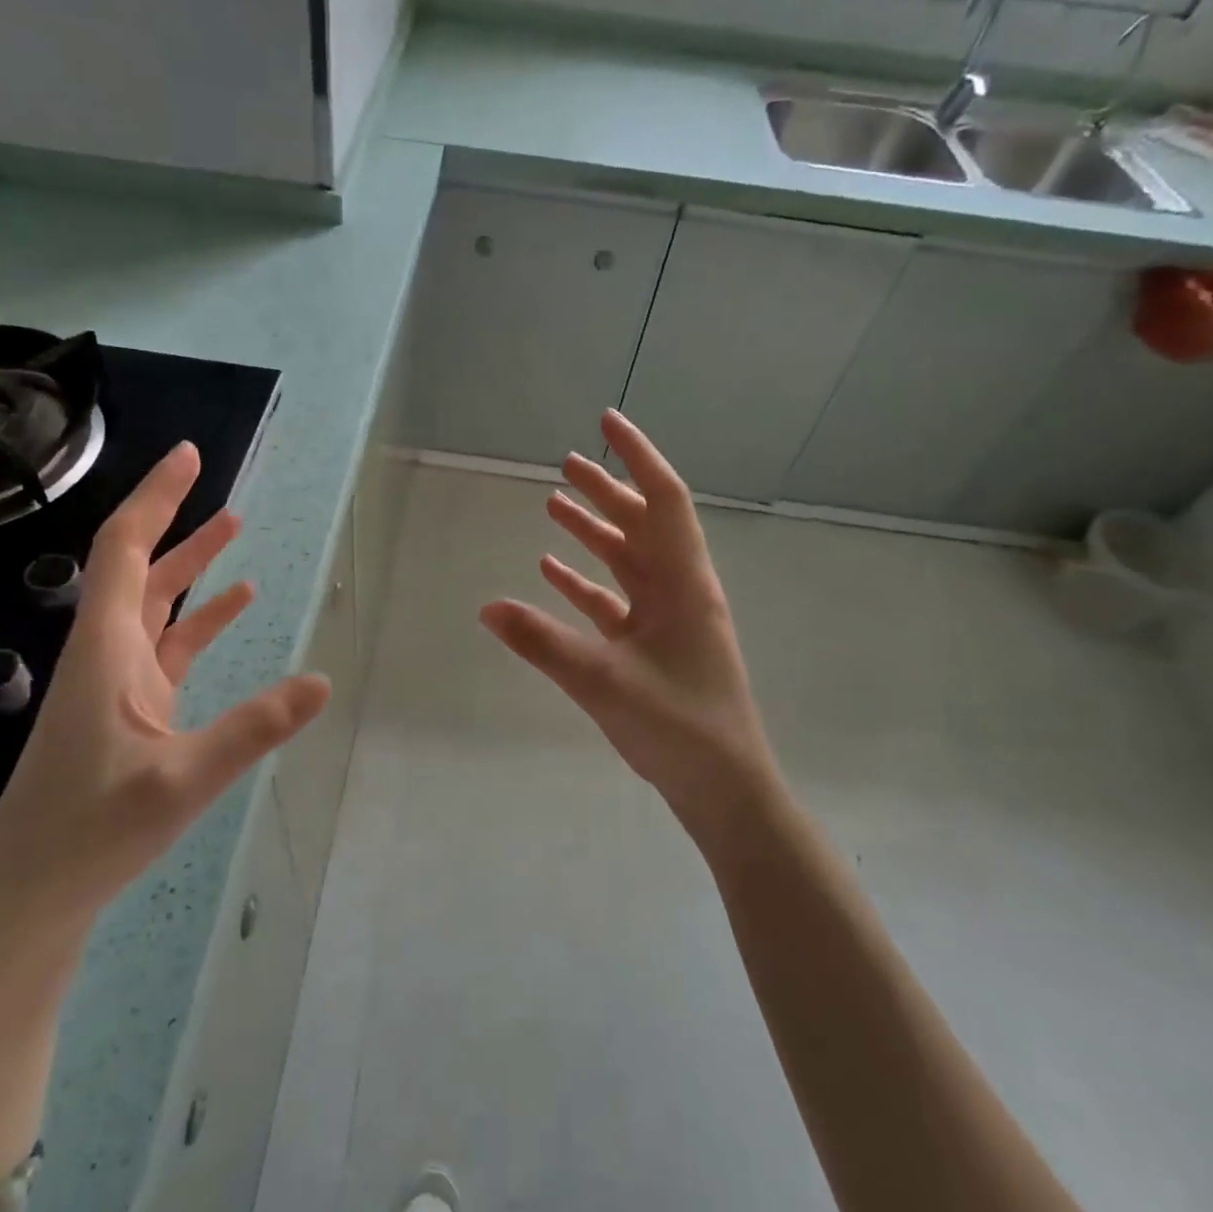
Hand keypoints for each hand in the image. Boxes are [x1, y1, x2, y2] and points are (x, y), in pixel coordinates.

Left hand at [0, 441, 329, 922]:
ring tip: (234, 527)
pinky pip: (168, 646)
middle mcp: (106, 652)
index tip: (189, 457)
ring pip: (155, 603)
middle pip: (139, 566)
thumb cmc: (89, 832)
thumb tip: (323, 681)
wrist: (29, 897)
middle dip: (176, 519)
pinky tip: (235, 606)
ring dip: (191, 565)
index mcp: (105, 649)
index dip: (156, 498)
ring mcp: (116, 681)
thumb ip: (253, 728)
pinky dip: (200, 619)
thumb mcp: (181, 780)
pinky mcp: (128, 708)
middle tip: (216, 481)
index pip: (125, 549)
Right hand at [480, 410, 776, 844]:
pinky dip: (585, 583)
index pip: (662, 499)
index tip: (607, 421)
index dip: (637, 455)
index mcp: (683, 582)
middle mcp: (679, 590)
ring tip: (554, 505)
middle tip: (567, 461)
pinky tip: (552, 572)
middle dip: (606, 489)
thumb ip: (542, 642)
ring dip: (593, 531)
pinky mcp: (653, 648)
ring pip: (627, 560)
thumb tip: (486, 607)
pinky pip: (615, 601)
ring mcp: (667, 620)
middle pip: (641, 523)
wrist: (725, 790)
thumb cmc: (678, 726)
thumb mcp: (603, 681)